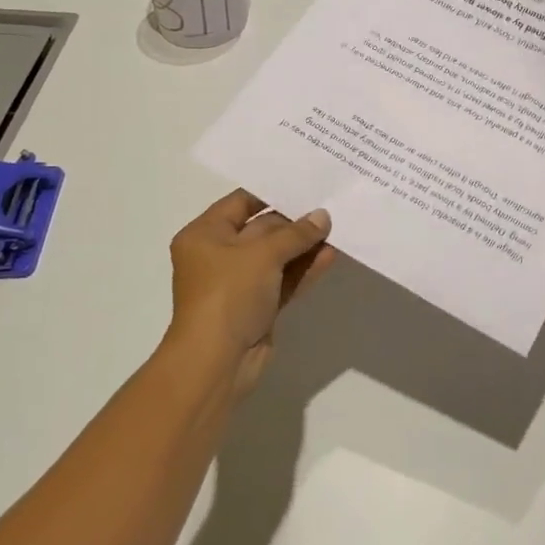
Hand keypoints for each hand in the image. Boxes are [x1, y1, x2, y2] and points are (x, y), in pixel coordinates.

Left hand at [167, 190, 336, 398]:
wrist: (216, 361)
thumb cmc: (228, 294)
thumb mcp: (263, 255)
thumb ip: (296, 233)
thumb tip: (322, 216)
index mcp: (205, 235)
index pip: (241, 202)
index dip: (273, 192)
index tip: (307, 182)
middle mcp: (219, 255)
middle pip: (262, 229)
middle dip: (296, 221)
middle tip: (331, 206)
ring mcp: (239, 283)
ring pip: (277, 256)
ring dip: (305, 246)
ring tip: (338, 230)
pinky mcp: (258, 306)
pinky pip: (284, 279)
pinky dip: (304, 269)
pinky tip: (331, 256)